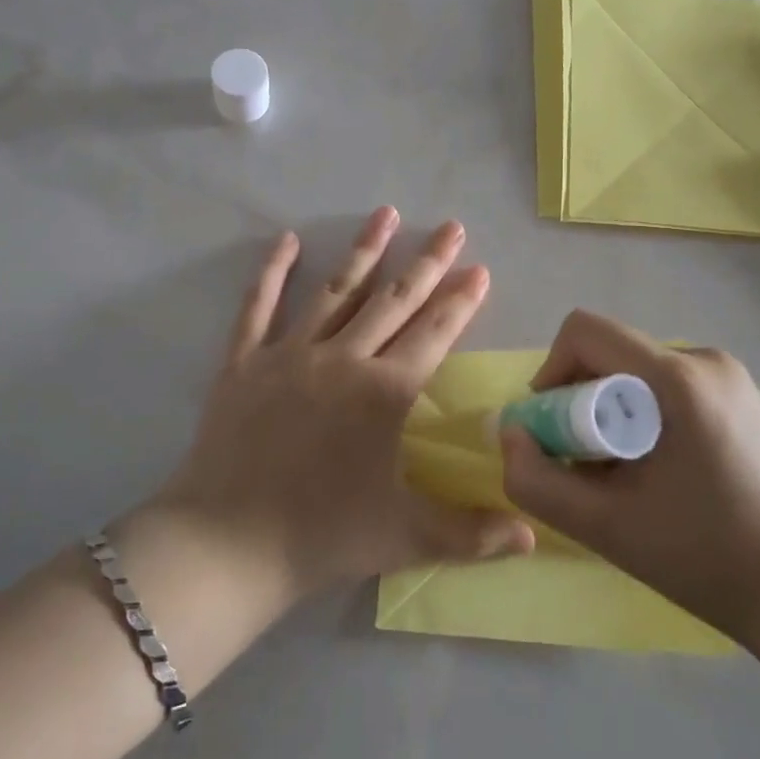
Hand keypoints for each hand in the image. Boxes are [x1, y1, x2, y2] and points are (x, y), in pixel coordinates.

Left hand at [157, 207, 533, 600]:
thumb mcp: (406, 538)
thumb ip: (474, 534)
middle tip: (451, 227)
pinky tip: (287, 240)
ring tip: (386, 213)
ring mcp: (290, 354)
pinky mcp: (244, 362)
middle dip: (427, 262)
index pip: (436, 334)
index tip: (480, 268)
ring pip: (336, 291)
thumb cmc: (322, 537)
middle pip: (394, 300)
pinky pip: (258, 307)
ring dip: (364, 251)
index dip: (462, 300)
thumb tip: (533, 538)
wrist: (226, 545)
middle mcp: (342, 358)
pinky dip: (272, 272)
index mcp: (385, 392)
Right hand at [499, 310, 759, 642]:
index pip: (585, 331)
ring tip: (632, 479)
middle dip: (583, 404)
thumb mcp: (607, 528)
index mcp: (676, 377)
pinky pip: (673, 388)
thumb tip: (511, 434)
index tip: (555, 432)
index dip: (551, 373)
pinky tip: (670, 476)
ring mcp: (732, 377)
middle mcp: (705, 359)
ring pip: (640, 374)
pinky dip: (649, 418)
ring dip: (616, 414)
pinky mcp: (746, 398)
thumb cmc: (711, 559)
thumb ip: (538, 481)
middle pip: (612, 354)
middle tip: (591, 469)